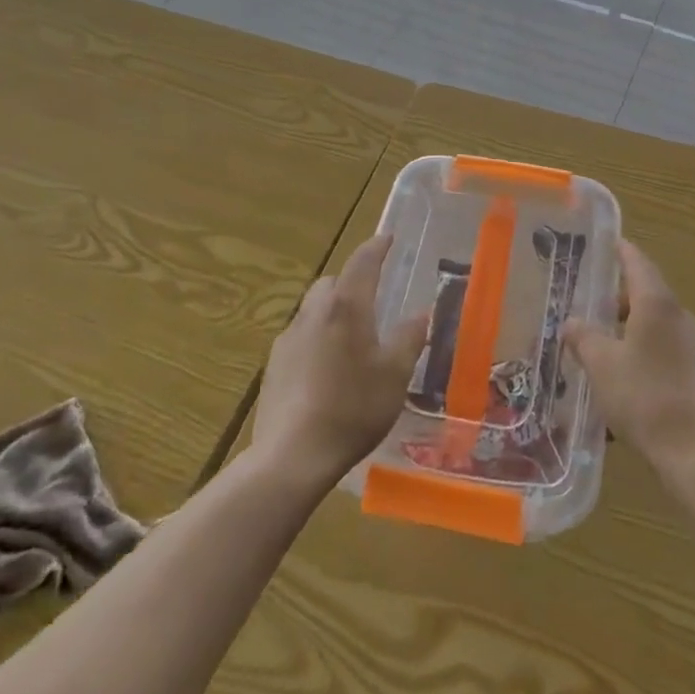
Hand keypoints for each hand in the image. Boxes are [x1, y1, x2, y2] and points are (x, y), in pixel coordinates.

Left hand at [250, 233, 428, 492]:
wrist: (292, 455)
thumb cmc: (353, 408)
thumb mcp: (395, 374)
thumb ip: (409, 338)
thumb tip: (420, 313)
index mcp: (346, 306)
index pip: (362, 262)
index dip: (377, 246)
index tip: (388, 238)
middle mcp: (314, 313)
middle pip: (332, 282)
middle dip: (351, 282)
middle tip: (372, 301)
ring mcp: (288, 338)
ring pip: (314, 310)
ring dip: (332, 312)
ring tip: (352, 340)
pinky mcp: (273, 366)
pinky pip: (301, 337)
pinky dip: (317, 339)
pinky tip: (327, 371)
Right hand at [564, 241, 694, 479]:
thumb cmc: (645, 398)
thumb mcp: (602, 367)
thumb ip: (584, 339)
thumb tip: (571, 323)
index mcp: (657, 304)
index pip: (638, 263)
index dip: (622, 252)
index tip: (610, 243)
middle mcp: (684, 317)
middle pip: (650, 297)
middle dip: (623, 303)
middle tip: (596, 315)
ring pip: (663, 329)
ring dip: (638, 334)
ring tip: (612, 357)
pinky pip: (675, 356)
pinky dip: (654, 359)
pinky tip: (639, 388)